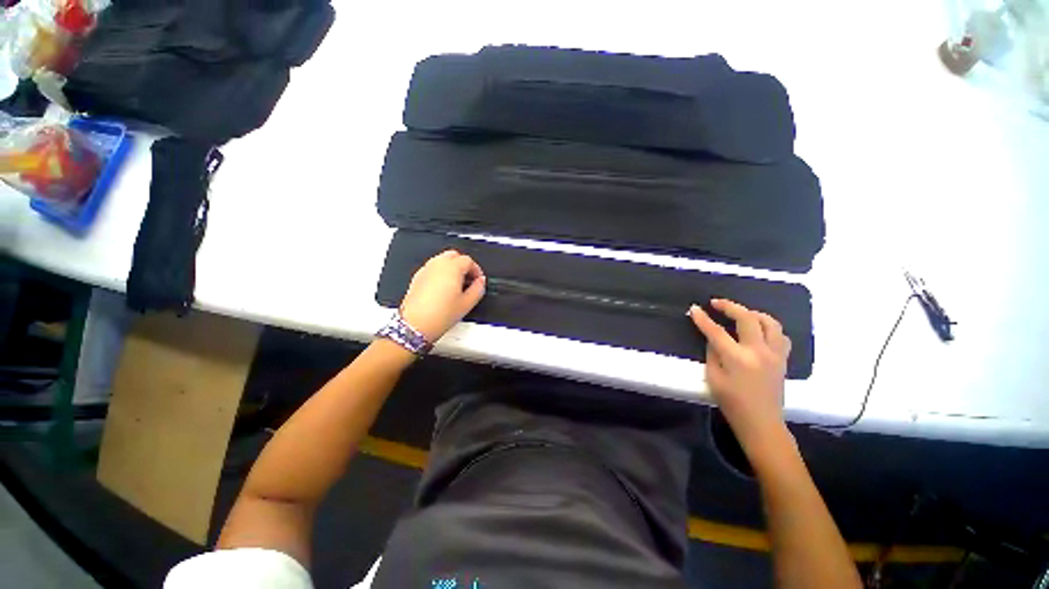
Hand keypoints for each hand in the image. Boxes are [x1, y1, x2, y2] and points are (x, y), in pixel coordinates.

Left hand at [400, 250, 485, 341]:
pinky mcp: (417, 277)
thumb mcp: (467, 304)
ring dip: (452, 267)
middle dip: (464, 264)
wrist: (415, 325)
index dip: (476, 270)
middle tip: (469, 278)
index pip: (468, 261)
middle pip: (454, 255)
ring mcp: (425, 270)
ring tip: (457, 284)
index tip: (478, 280)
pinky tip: (443, 288)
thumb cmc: (438, 315)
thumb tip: (481, 282)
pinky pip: (432, 268)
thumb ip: (478, 289)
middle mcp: (437, 265)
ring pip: (442, 260)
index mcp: (451, 268)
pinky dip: (440, 273)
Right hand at [689, 299, 791, 454]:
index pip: (716, 331)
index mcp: (737, 358)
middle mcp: (759, 351)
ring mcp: (775, 354)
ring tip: (740, 313)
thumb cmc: (732, 403)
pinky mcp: (783, 360)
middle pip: (747, 318)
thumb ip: (713, 354)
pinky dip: (769, 327)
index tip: (694, 308)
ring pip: (770, 323)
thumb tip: (713, 338)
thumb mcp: (713, 378)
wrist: (762, 423)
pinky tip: (759, 330)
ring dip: (753, 313)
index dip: (703, 318)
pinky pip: (780, 336)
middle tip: (716, 303)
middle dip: (729, 306)